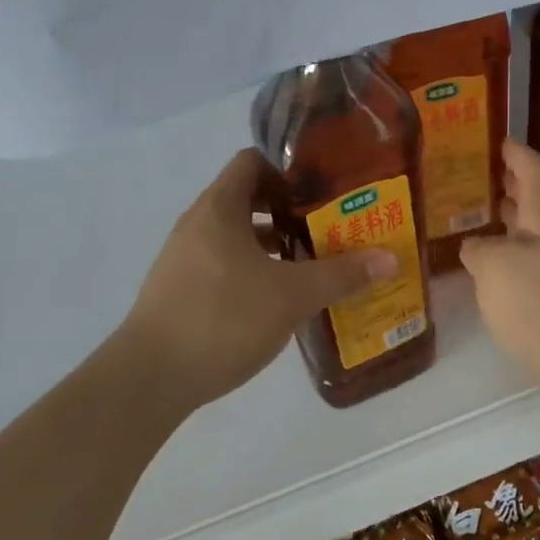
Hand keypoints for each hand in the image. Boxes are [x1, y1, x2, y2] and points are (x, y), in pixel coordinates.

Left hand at [121, 149, 395, 412]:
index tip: (324, 182)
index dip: (289, 166)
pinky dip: (253, 267)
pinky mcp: (180, 289)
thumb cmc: (221, 318)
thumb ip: (341, 275)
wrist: (149, 378)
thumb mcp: (291, 296)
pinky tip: (278, 294)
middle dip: (289, 207)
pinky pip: (224, 262)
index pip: (253, 161)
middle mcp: (198, 222)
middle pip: (247, 197)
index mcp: (219, 207)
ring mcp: (185, 257)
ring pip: (236, 233)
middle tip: (330, 221)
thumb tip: (390, 258)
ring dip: (272, 241)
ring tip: (312, 257)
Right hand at [459, 141, 539, 398]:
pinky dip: (515, 259)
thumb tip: (477, 247)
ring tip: (481, 220)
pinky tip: (497, 276)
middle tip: (481, 178)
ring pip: (537, 237)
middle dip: (513, 188)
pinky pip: (538, 267)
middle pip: (539, 203)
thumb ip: (479, 250)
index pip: (535, 171)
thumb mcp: (495, 270)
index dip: (517, 153)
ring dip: (512, 225)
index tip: (500, 140)